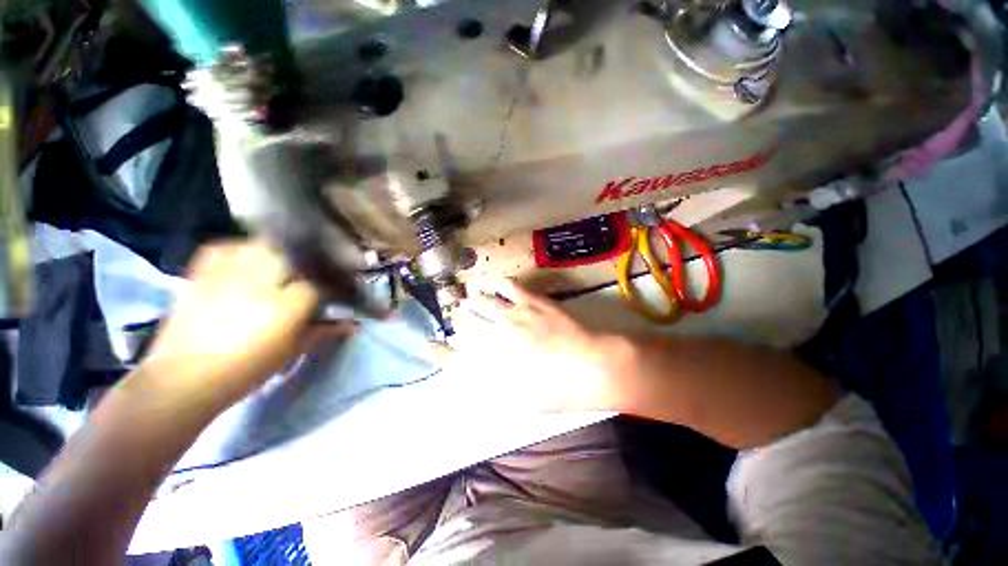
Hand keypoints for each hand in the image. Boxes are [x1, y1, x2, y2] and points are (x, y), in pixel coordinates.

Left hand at [133, 240, 353, 408]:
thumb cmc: (246, 369)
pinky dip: (238, 249)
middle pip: (294, 255)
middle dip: (306, 262)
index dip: (328, 288)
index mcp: (287, 304)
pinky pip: (225, 247)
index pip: (319, 284)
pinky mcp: (203, 272)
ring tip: (280, 264)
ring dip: (276, 251)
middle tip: (309, 274)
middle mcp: (261, 280)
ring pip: (262, 245)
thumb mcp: (292, 351)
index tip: (331, 293)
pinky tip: (246, 259)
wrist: (183, 378)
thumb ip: (324, 331)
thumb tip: (352, 324)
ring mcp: (229, 273)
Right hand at [444, 281, 629, 412]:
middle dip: (459, 318)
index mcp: (490, 364)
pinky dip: (500, 285)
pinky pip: (507, 284)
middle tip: (460, 316)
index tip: (429, 346)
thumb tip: (472, 377)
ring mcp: (512, 314)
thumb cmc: (556, 390)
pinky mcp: (530, 300)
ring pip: (481, 300)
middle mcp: (494, 336)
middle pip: (465, 321)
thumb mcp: (519, 401)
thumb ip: (491, 387)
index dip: (438, 352)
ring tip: (473, 299)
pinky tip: (501, 288)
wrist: (590, 367)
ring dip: (474, 300)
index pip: (452, 358)